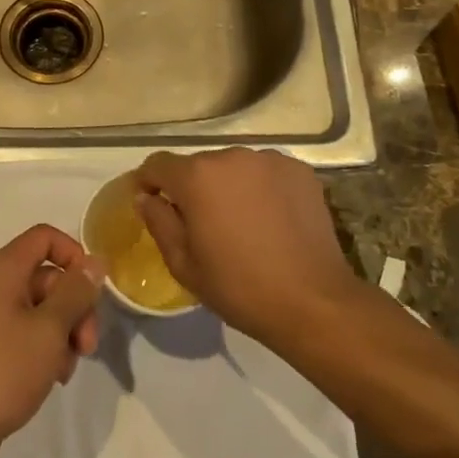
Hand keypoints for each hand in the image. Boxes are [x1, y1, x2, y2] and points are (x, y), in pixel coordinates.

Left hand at [0, 224, 104, 457]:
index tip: (93, 290)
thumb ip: (76, 292)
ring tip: (65, 370)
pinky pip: (24, 334)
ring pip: (40, 310)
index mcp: (3, 270)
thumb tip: (96, 261)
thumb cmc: (2, 371)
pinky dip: (43, 350)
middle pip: (47, 277)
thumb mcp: (49, 329)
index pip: (45, 237)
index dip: (74, 255)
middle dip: (75, 307)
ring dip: (62, 334)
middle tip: (87, 346)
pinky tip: (51, 378)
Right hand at [135, 147, 358, 343]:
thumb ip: (159, 222)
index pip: (157, 164)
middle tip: (201, 224)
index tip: (151, 203)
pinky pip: (265, 172)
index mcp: (197, 176)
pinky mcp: (299, 170)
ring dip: (228, 186)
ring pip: (234, 167)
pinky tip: (270, 219)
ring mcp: (269, 160)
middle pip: (198, 165)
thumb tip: (146, 197)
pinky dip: (260, 188)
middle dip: (193, 188)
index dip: (148, 182)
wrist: (313, 301)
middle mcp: (231, 156)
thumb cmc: (239, 287)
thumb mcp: (184, 264)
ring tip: (240, 222)